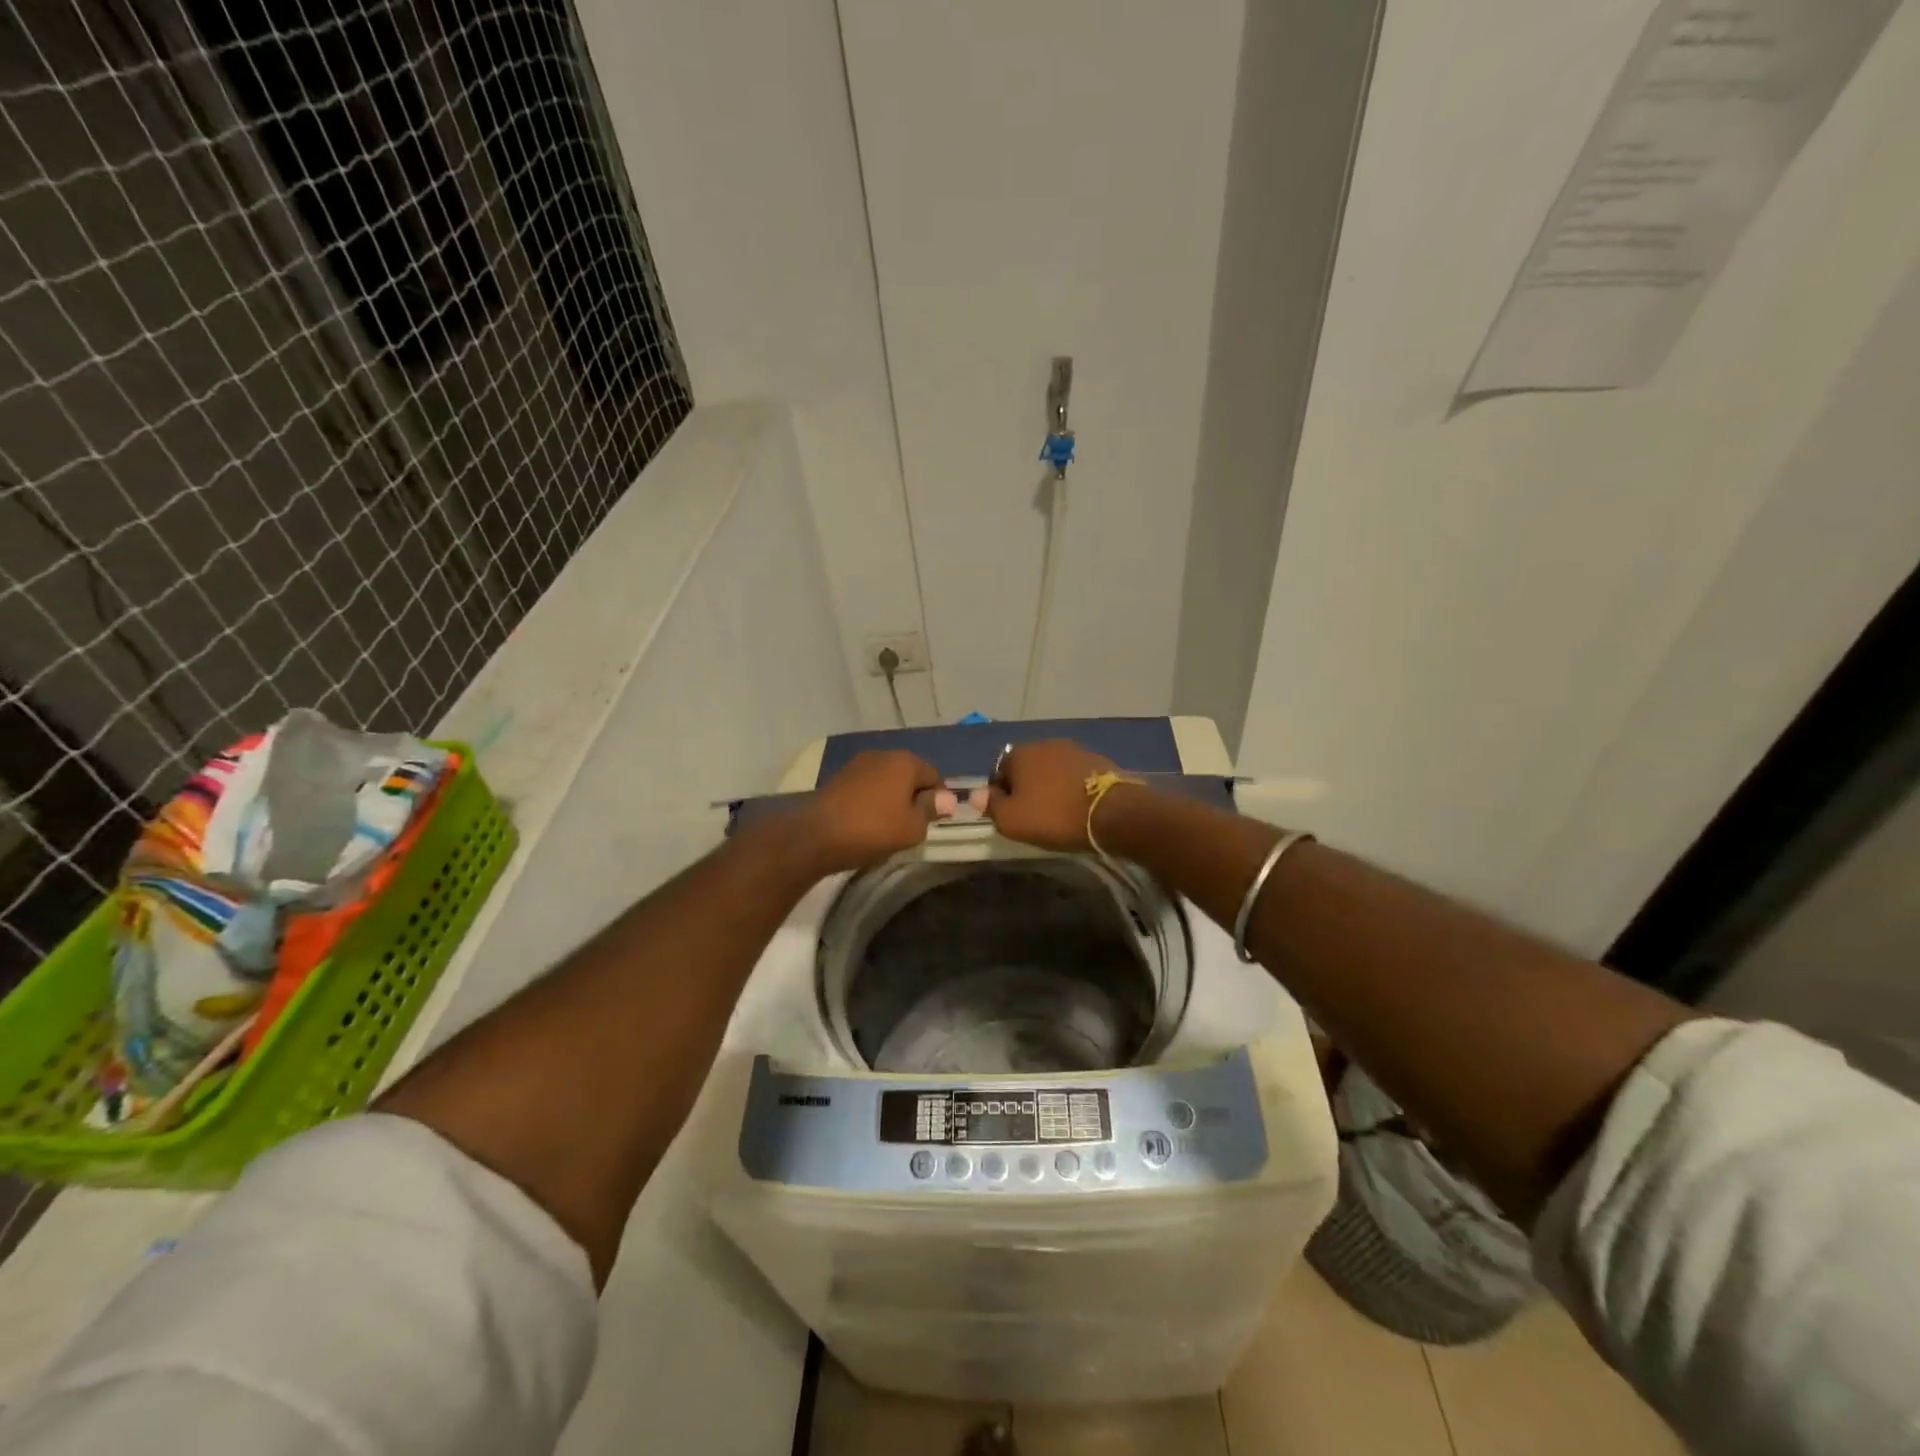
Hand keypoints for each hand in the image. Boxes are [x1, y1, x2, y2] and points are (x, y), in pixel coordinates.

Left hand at [794, 750, 942, 873]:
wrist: (815, 836)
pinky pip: (867, 786)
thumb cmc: (872, 830)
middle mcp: (882, 754)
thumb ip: (931, 809)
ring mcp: (857, 764)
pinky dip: (872, 800)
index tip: (934, 822)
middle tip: (913, 825)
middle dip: (914, 796)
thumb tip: (947, 798)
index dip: (939, 800)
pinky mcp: (838, 777)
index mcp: (905, 761)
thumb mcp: (912, 827)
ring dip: (892, 798)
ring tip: (889, 826)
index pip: (935, 776)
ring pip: (887, 780)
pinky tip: (867, 821)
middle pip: (910, 775)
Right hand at [985, 740, 1122, 851]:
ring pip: (1052, 770)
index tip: (1008, 815)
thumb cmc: (1054, 816)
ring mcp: (1075, 750)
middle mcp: (1046, 743)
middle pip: (1027, 768)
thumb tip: (976, 794)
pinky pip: (1075, 775)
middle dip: (1026, 788)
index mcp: (1021, 753)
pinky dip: (1072, 788)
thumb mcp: (1012, 820)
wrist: (1112, 813)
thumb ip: (991, 805)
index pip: (999, 772)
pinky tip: (1078, 807)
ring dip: (1050, 786)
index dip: (1000, 795)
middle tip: (1032, 815)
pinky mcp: (1099, 761)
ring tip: (1057, 812)